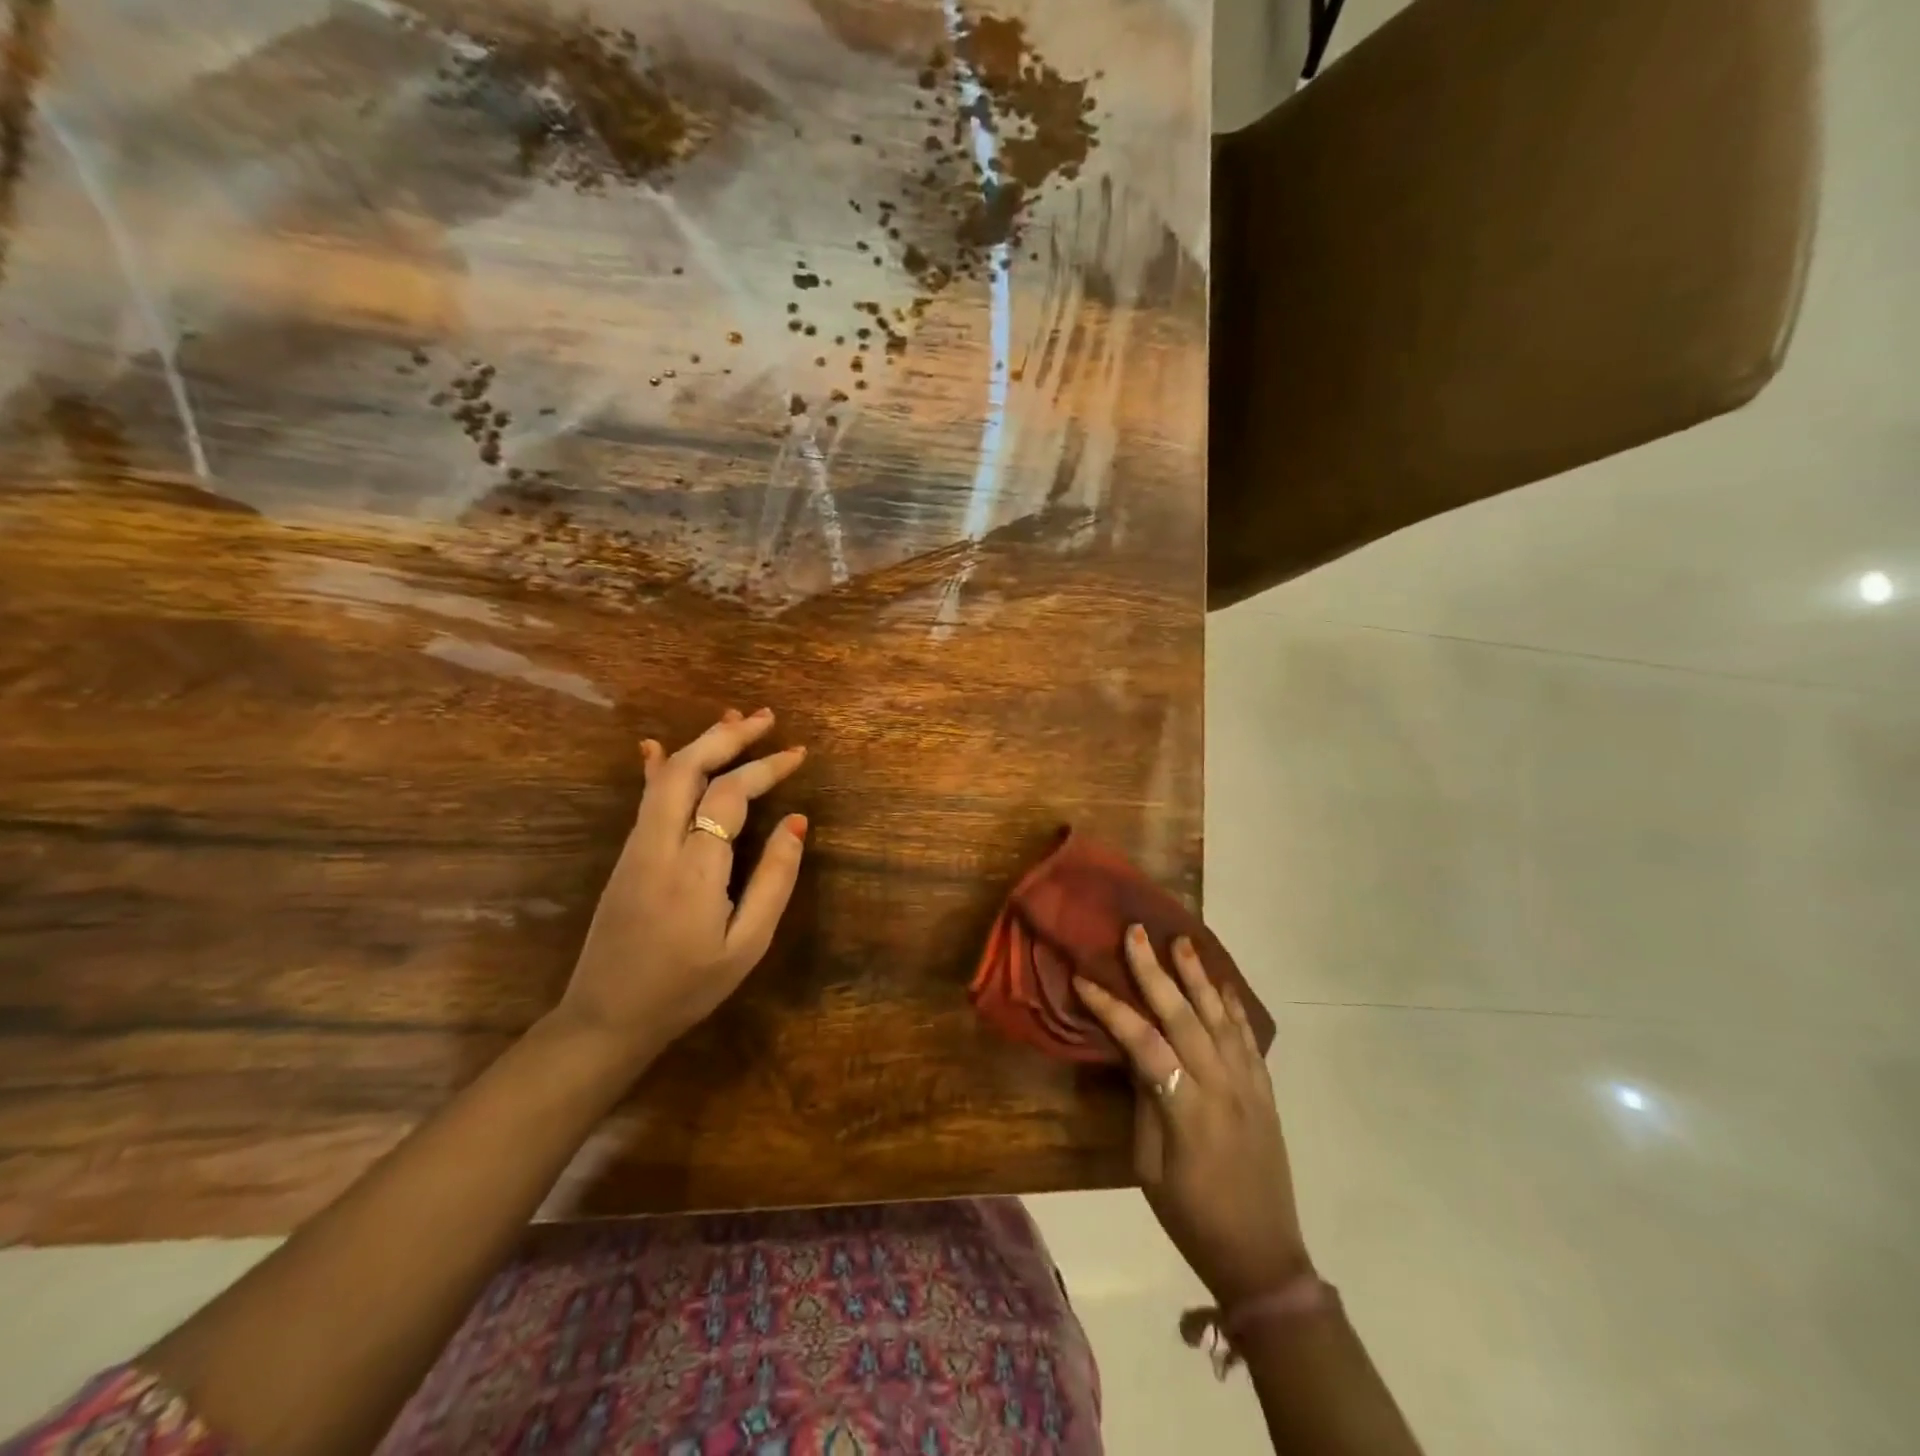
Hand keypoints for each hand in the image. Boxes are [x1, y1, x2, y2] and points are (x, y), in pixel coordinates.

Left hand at [555, 708, 808, 1067]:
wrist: (607, 1017)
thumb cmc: (687, 987)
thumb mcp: (746, 945)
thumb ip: (774, 881)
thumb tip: (797, 822)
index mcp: (693, 869)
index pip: (729, 796)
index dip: (766, 768)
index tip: (799, 754)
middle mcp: (658, 845)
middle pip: (689, 769)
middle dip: (729, 736)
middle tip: (767, 717)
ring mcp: (635, 847)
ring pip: (665, 777)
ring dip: (702, 743)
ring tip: (735, 721)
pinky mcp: (626, 855)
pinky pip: (647, 798)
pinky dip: (662, 766)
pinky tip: (659, 747)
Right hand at [1075, 928, 1310, 1307]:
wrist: (1262, 1256)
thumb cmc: (1191, 1216)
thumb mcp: (1150, 1167)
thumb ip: (1145, 1102)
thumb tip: (1133, 1053)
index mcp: (1185, 1109)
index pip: (1143, 1043)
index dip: (1112, 1008)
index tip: (1084, 979)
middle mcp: (1220, 1087)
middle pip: (1184, 1017)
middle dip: (1157, 972)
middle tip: (1138, 933)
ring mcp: (1248, 1087)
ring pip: (1220, 1018)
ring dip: (1199, 977)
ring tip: (1182, 942)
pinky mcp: (1265, 1093)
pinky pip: (1248, 1040)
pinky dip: (1233, 1008)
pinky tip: (1222, 986)